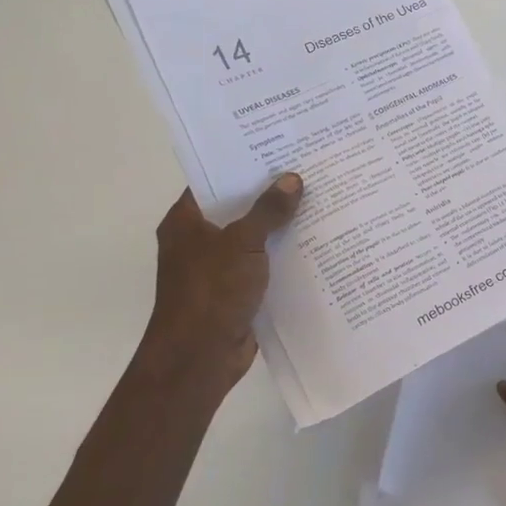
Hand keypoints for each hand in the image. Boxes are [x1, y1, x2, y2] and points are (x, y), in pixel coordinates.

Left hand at [139, 173, 302, 393]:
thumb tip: (292, 179)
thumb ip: (268, 210)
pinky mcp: (236, 290)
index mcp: (186, 222)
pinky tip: (316, 241)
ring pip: (253, 236)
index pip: (213, 180)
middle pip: (237, 207)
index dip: (242, 163)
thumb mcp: (242, 243)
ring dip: (280, 224)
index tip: (276, 146)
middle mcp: (198, 240)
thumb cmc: (211, 292)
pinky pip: (263, 262)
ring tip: (319, 199)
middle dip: (269, 193)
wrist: (199, 358)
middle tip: (307, 168)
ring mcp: (218, 267)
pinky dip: (283, 254)